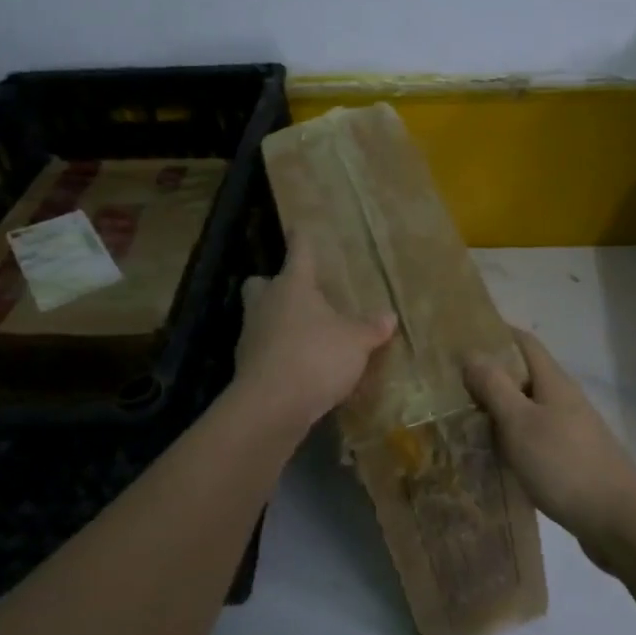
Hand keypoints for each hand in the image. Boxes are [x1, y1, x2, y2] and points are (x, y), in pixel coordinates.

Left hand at [233, 232, 396, 432]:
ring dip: (277, 321)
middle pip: (261, 284)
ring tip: (303, 333)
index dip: (301, 240)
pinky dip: (277, 353)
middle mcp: (266, 304)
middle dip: (273, 284)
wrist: (272, 406)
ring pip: (260, 317)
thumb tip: (389, 316)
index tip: (298, 228)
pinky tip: (297, 365)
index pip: (298, 253)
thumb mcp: (356, 342)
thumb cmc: (316, 356)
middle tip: (296, 293)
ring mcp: (251, 335)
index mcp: (292, 286)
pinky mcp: (246, 367)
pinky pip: (263, 349)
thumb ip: (371, 328)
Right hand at [464, 326, 635, 564]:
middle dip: (491, 374)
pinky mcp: (571, 460)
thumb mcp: (520, 423)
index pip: (524, 342)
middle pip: (524, 374)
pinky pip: (535, 437)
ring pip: (528, 408)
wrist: (620, 522)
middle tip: (449, 384)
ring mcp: (571, 431)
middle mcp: (564, 400)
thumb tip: (472, 352)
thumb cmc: (565, 465)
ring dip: (499, 409)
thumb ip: (495, 387)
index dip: (495, 333)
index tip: (461, 336)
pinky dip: (512, 438)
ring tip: (461, 419)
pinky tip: (493, 455)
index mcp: (553, 382)